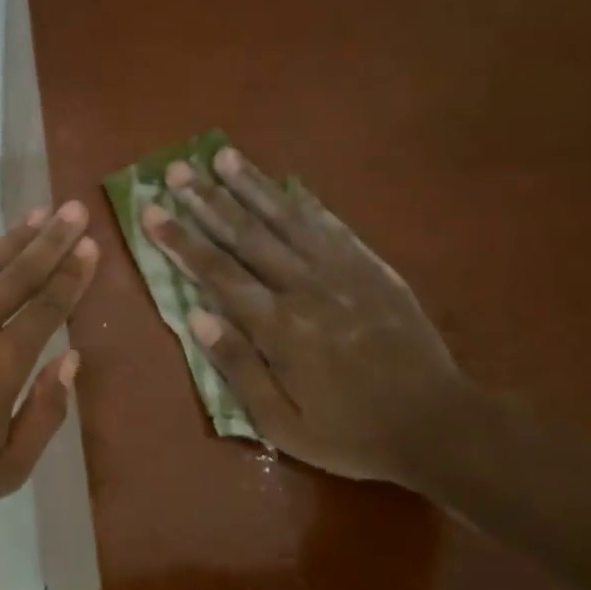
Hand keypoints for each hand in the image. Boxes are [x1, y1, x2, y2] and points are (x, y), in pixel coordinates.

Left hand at [0, 202, 98, 519]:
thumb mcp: (9, 466)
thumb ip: (46, 411)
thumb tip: (70, 360)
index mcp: (5, 361)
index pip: (49, 306)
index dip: (72, 275)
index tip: (89, 246)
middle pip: (21, 273)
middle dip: (53, 239)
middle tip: (73, 209)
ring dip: (14, 238)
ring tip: (38, 214)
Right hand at [142, 148, 464, 485]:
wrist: (439, 426)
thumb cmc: (351, 433)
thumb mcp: (283, 424)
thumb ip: (239, 368)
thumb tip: (196, 318)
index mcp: (279, 328)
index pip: (218, 273)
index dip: (181, 240)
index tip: (151, 211)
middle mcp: (307, 288)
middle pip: (247, 235)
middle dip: (207, 200)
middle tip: (176, 171)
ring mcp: (344, 273)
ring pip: (288, 220)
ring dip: (252, 186)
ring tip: (223, 156)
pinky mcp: (373, 270)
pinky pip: (333, 228)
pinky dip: (306, 204)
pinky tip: (287, 185)